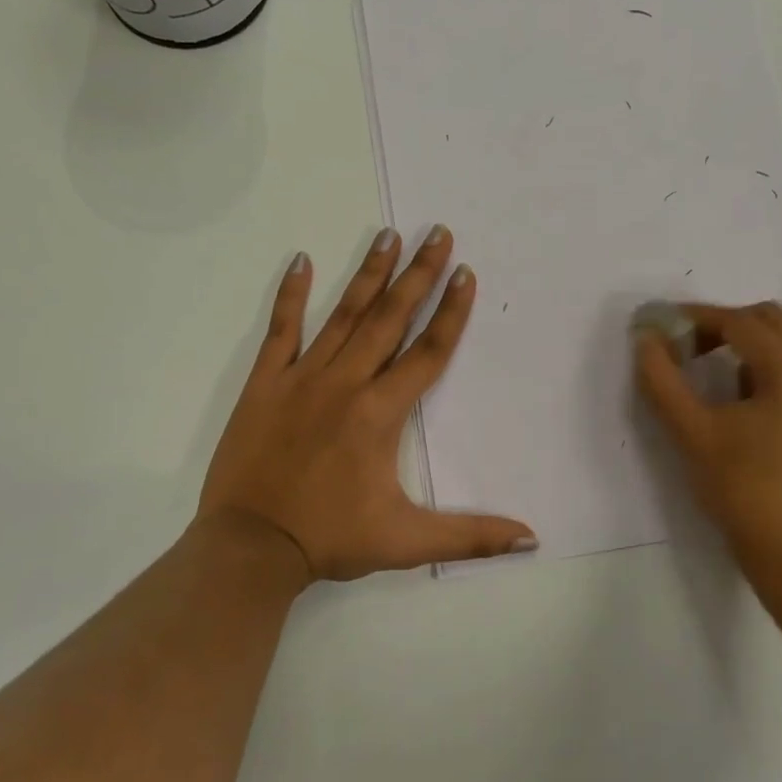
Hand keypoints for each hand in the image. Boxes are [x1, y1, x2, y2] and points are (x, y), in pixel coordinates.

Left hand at [198, 227, 536, 584]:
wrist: (250, 549)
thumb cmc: (331, 539)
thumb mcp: (408, 542)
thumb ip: (471, 535)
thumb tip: (531, 538)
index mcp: (381, 413)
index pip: (429, 352)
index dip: (452, 312)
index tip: (466, 273)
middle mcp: (346, 383)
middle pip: (391, 318)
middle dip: (418, 274)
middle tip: (438, 233)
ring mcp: (302, 378)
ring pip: (343, 315)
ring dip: (370, 274)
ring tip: (389, 235)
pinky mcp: (265, 384)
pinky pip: (280, 330)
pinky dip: (291, 295)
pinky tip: (302, 260)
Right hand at [634, 302, 781, 583]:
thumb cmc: (738, 489)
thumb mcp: (691, 431)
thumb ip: (662, 377)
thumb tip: (645, 336)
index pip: (740, 322)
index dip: (699, 319)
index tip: (669, 327)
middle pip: (776, 323)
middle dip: (732, 328)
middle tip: (697, 351)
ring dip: (762, 355)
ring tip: (733, 393)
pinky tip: (772, 419)